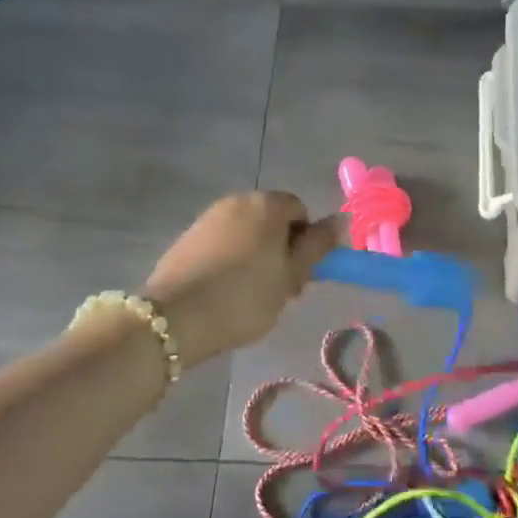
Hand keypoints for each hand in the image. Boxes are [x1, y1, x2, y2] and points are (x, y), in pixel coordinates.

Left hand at [142, 192, 340, 361]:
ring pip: (245, 231)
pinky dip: (228, 259)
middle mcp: (237, 200)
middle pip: (271, 219)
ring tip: (249, 293)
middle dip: (279, 247)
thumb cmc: (245, 296)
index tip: (298, 274)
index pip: (299, 210)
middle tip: (278, 288)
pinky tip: (222, 290)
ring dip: (254, 254)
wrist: (176, 317)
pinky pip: (220, 242)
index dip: (305, 241)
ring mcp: (208, 216)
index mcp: (267, 204)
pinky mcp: (187, 236)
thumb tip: (341, 219)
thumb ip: (317, 246)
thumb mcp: (291, 276)